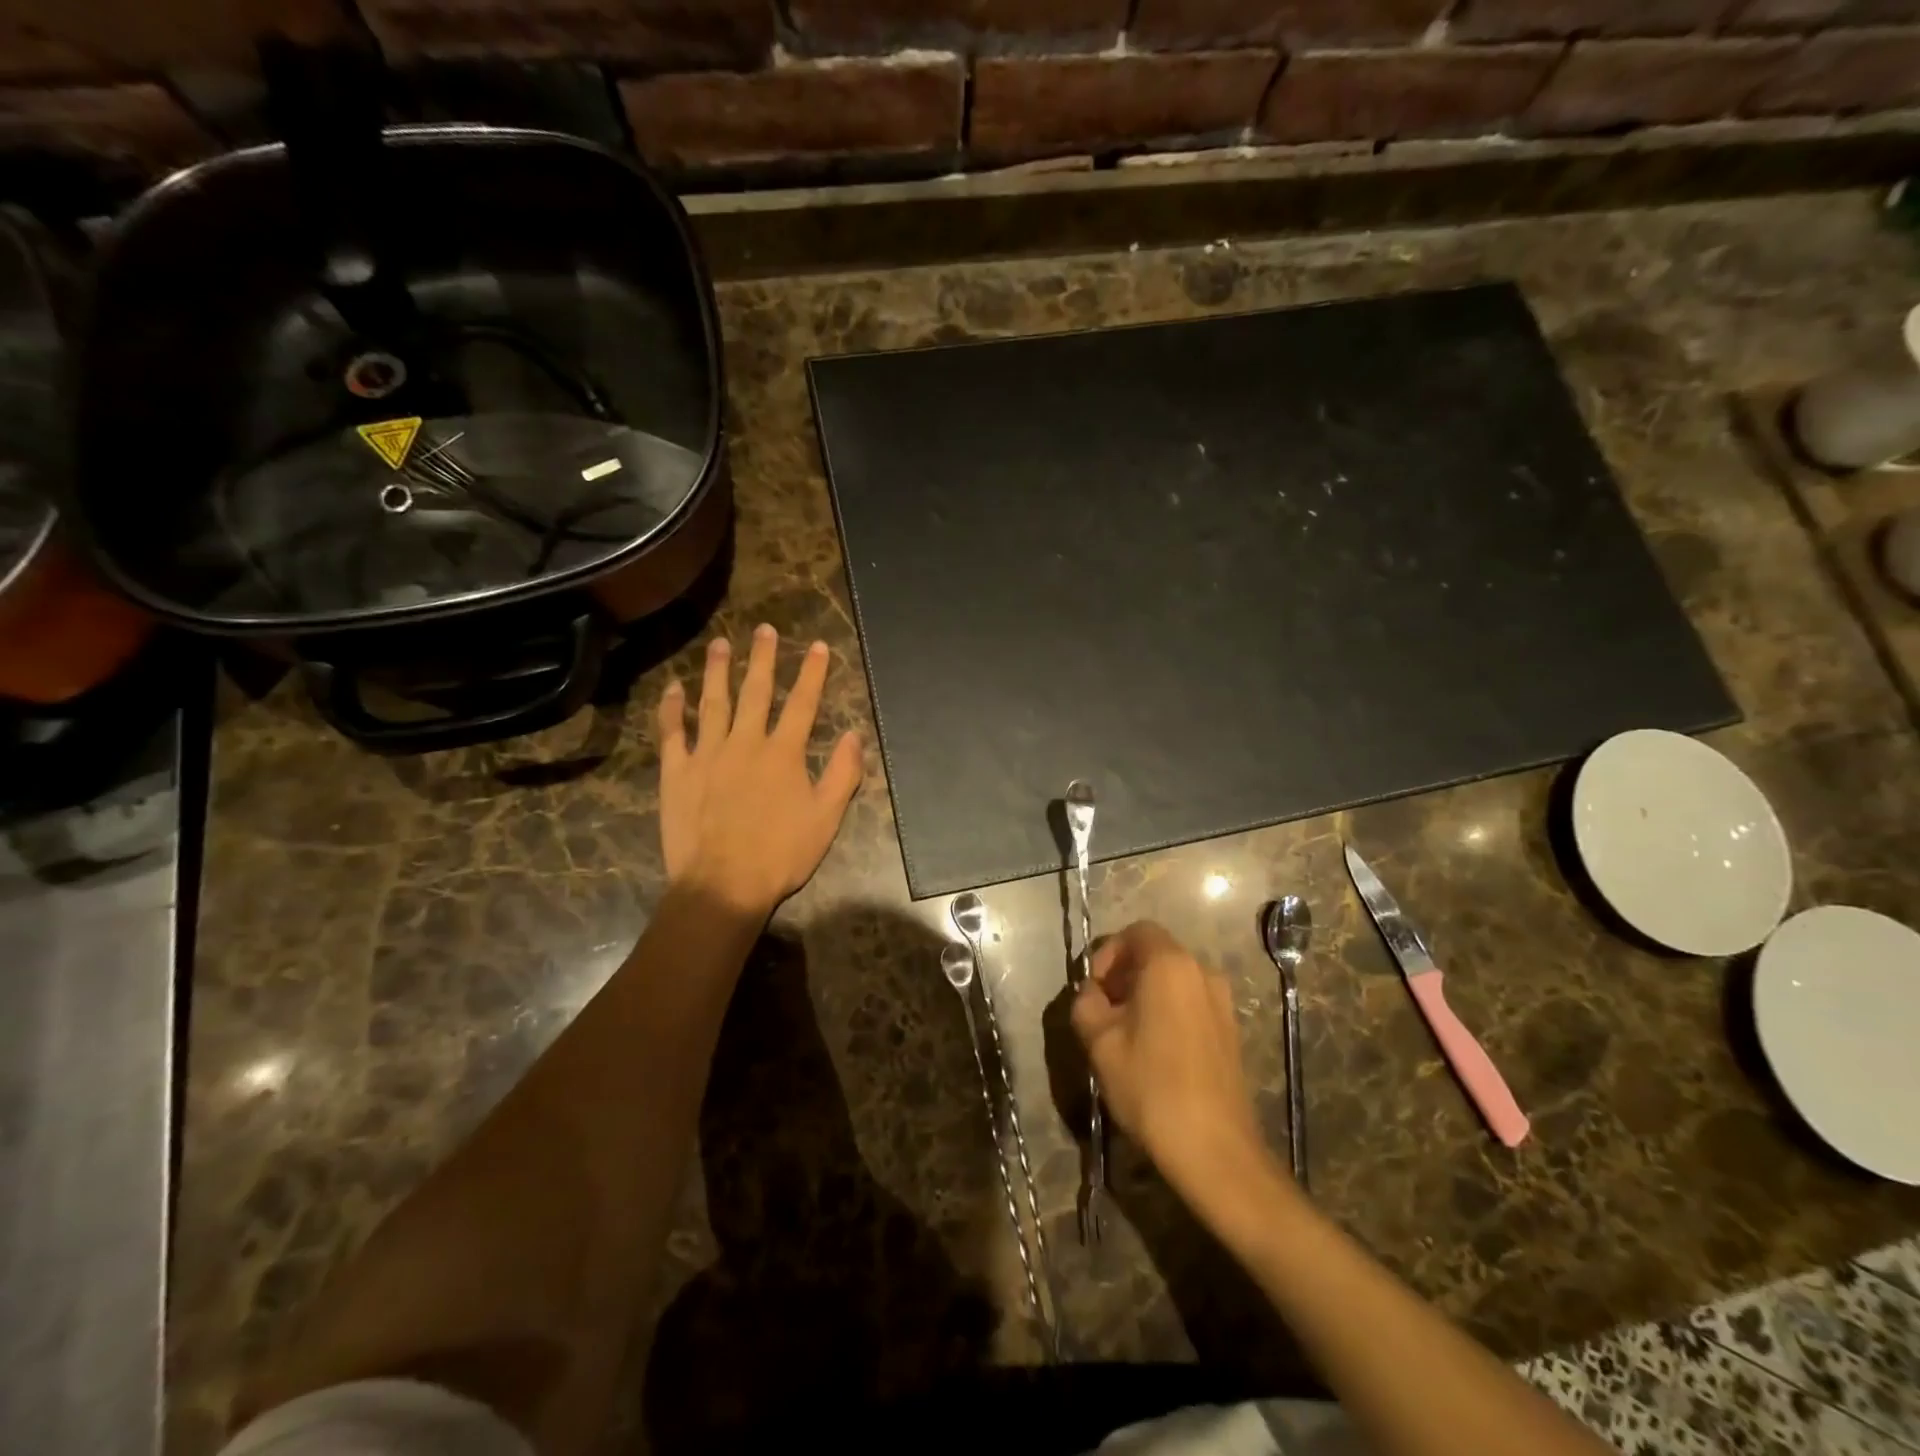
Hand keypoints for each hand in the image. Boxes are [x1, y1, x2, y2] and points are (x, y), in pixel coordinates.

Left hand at [657, 625, 862, 917]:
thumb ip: (843, 773)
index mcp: (783, 753)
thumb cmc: (781, 854)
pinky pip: (672, 731)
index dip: (812, 673)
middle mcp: (745, 742)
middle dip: (763, 658)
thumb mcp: (826, 818)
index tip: (818, 646)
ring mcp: (707, 753)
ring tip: (720, 644)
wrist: (722, 884)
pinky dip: (671, 708)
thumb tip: (855, 734)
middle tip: (764, 629)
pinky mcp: (676, 771)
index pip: (802, 703)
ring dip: (717, 671)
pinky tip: (672, 688)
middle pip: (756, 691)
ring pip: (712, 702)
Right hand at [1071, 921, 1265, 1195]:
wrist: (1215, 1150)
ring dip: (1146, 994)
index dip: (1109, 952)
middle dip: (1125, 974)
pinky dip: (1168, 1011)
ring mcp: (1222, 1003)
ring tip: (1125, 1034)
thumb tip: (1093, 994)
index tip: (1095, 989)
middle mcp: (1202, 973)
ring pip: (1174, 980)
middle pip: (1156, 954)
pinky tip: (1154, 1051)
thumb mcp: (1100, 1042)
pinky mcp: (1231, 1031)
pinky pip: (1191, 1003)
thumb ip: (1086, 1004)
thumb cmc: (1151, 1087)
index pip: (1137, 932)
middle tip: (1104, 1012)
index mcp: (1170, 965)